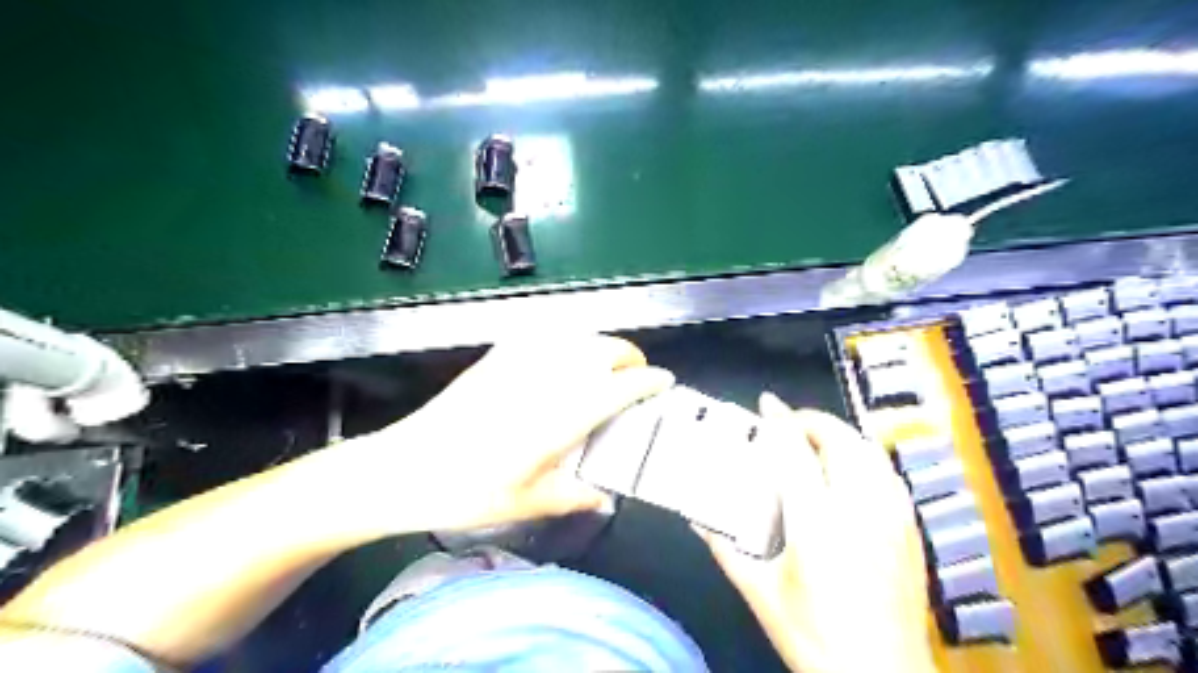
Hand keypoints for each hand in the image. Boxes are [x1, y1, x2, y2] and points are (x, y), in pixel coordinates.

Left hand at [331, 338, 671, 536]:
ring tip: (605, 367)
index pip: (622, 385)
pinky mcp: (498, 355)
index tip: (664, 383)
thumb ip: (575, 497)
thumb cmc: (470, 490)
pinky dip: (567, 340)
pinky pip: (545, 334)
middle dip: (630, 358)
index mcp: (564, 413)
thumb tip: (604, 498)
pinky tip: (564, 356)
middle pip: (606, 348)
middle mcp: (550, 377)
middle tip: (635, 378)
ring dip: (602, 346)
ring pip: (579, 335)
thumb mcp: (530, 503)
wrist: (407, 466)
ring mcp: (522, 360)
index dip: (650, 381)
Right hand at [704, 394, 934, 672]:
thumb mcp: (759, 592)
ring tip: (814, 441)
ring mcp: (893, 517)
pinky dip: (863, 456)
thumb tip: (697, 515)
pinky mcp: (910, 529)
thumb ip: (725, 547)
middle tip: (787, 424)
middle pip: (841, 439)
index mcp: (818, 524)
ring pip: (869, 450)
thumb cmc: (813, 635)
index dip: (779, 421)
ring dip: (839, 435)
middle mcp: (861, 509)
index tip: (765, 403)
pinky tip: (847, 472)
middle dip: (812, 420)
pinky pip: (886, 472)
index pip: (796, 452)